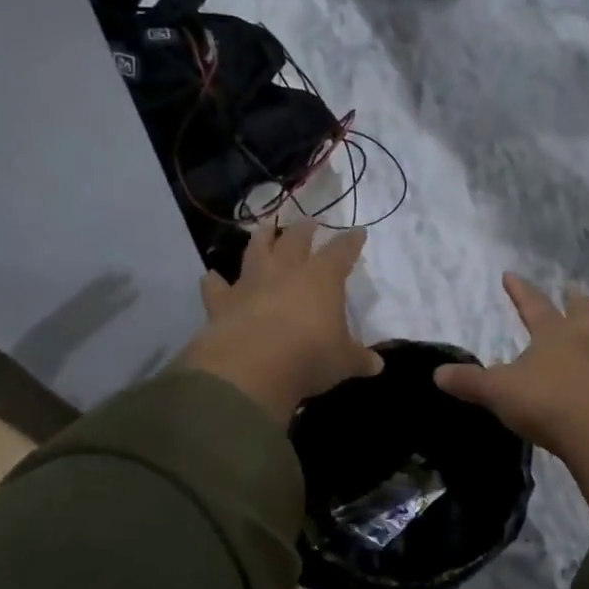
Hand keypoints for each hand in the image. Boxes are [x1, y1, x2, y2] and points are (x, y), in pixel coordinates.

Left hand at [177, 220, 381, 420]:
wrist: (252, 366)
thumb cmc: (309, 356)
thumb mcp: (343, 362)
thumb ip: (359, 360)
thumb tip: (377, 365)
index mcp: (322, 278)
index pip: (342, 252)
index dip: (351, 241)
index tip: (358, 232)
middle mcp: (286, 271)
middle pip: (296, 240)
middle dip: (305, 229)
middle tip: (310, 223)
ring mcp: (251, 282)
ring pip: (256, 250)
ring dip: (262, 238)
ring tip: (265, 228)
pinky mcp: (223, 301)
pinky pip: (216, 286)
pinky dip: (215, 281)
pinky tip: (211, 276)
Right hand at [435, 274, 588, 510]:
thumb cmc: (546, 403)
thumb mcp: (499, 392)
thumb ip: (470, 383)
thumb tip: (437, 374)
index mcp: (553, 333)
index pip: (534, 304)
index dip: (520, 290)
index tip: (510, 275)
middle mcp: (586, 339)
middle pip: (581, 312)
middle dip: (574, 301)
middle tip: (574, 289)